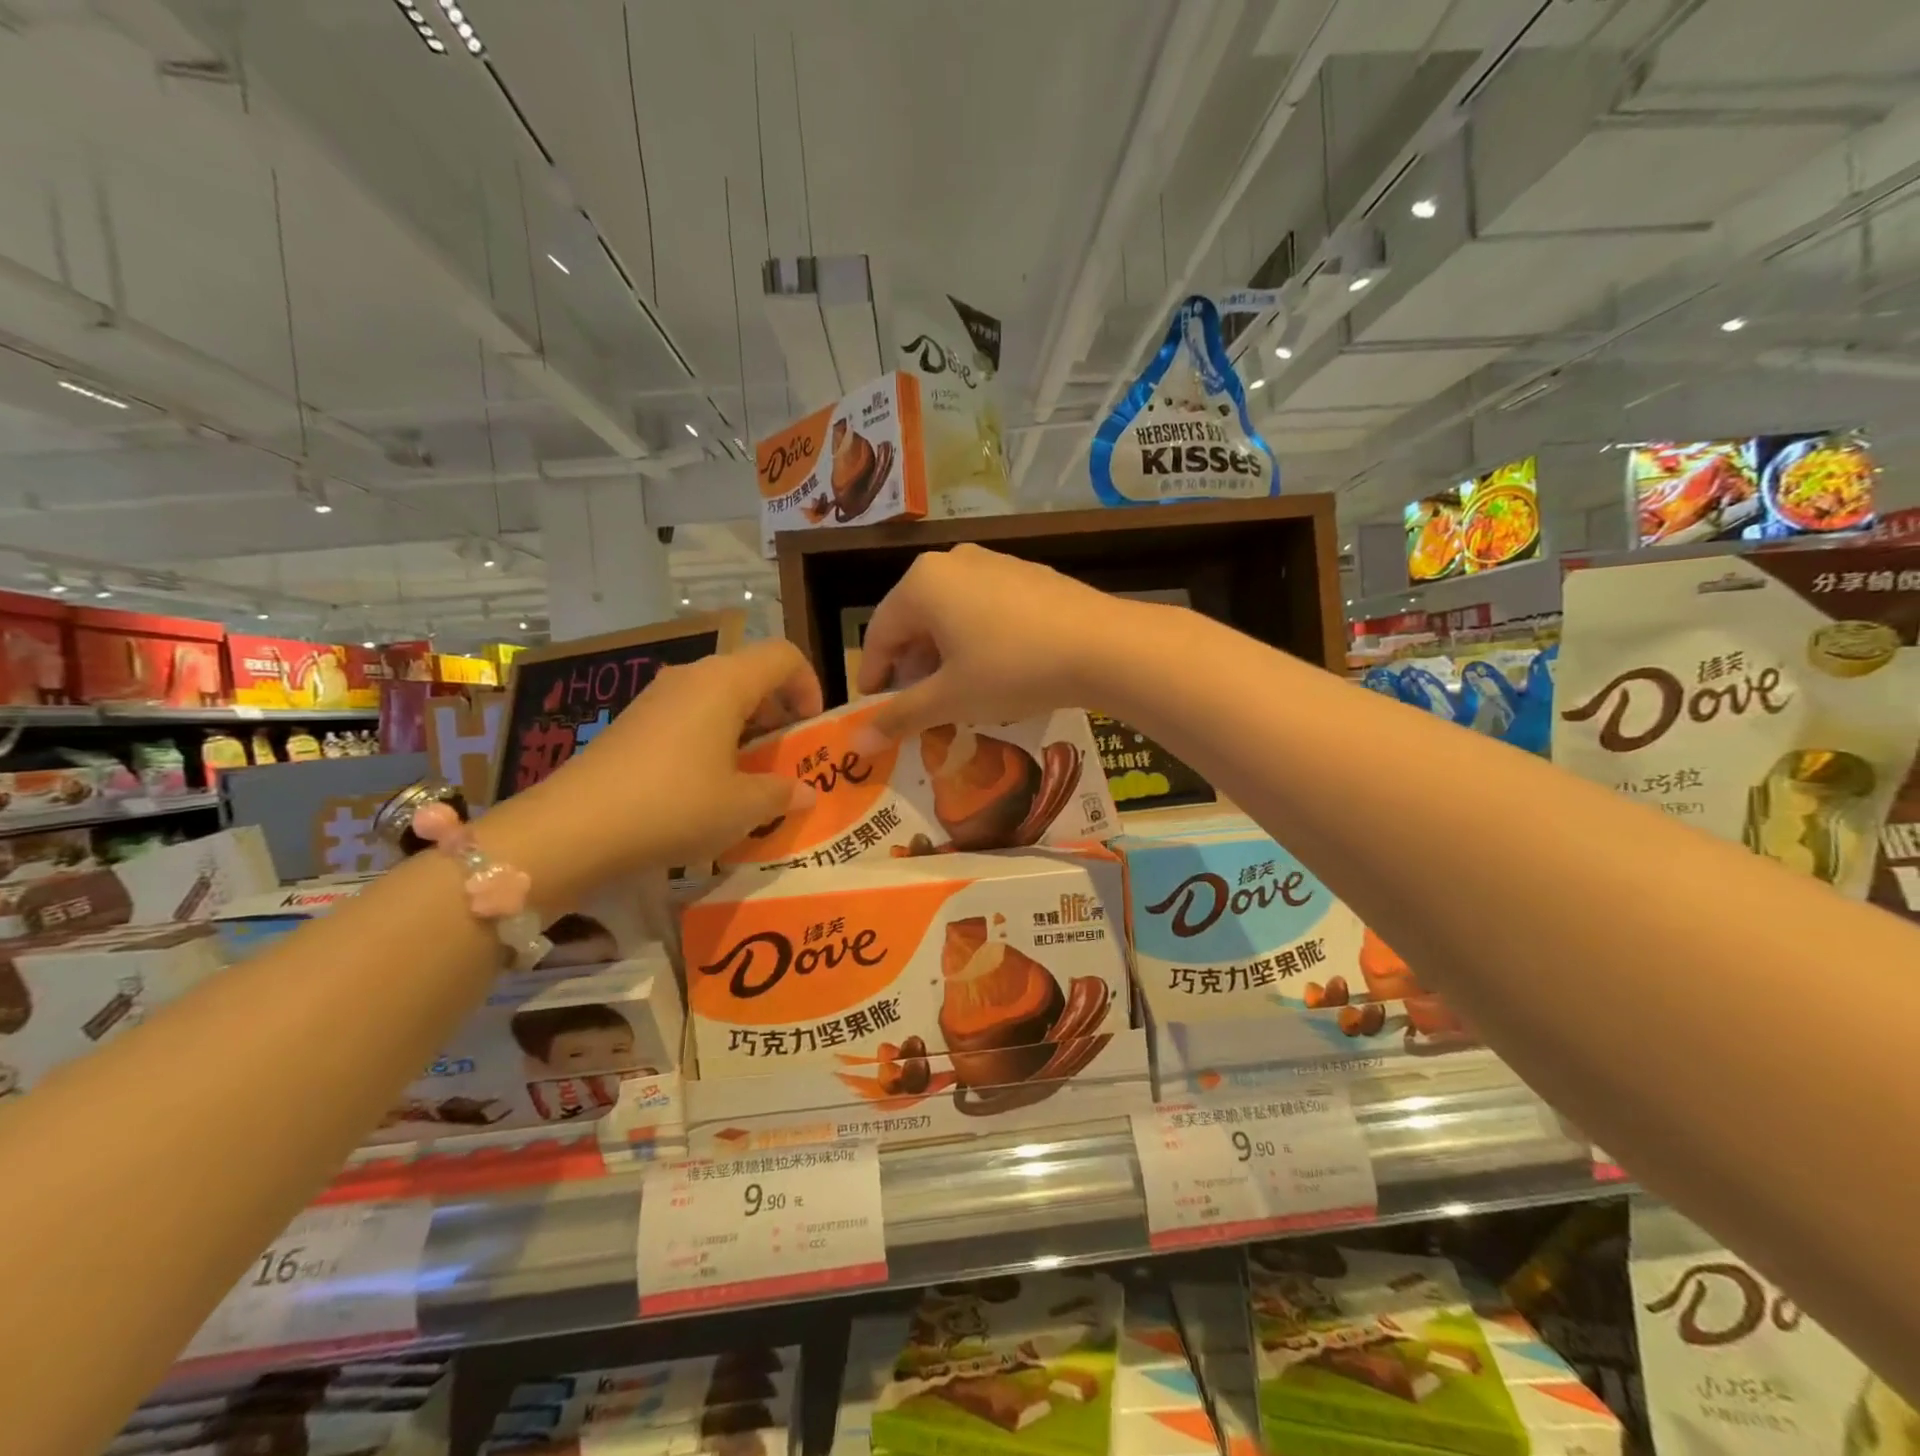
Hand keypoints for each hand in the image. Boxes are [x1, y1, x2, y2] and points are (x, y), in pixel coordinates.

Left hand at [501, 640, 822, 889]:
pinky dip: (713, 739)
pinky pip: (689, 716)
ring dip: (746, 728)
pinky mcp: (633, 723)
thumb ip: (782, 794)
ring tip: (751, 775)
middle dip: (780, 711)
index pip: (783, 655)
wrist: (572, 829)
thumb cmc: (673, 807)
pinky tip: (707, 785)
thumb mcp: (742, 808)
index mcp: (725, 682)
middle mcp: (691, 677)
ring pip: (719, 696)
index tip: (811, 729)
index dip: (809, 685)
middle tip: (787, 756)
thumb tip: (804, 792)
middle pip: (751, 674)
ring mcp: (656, 698)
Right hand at [855, 544, 1133, 736]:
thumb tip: (857, 742)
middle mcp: (952, 562)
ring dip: (943, 653)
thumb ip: (900, 716)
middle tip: (918, 705)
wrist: (1102, 646)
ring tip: (956, 690)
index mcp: (922, 583)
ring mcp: (994, 562)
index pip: (880, 633)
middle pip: (915, 619)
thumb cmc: (1012, 669)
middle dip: (912, 665)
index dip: (874, 675)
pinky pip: (984, 606)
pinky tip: (994, 667)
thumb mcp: (951, 698)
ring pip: (950, 613)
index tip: (874, 708)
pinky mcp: (1027, 573)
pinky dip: (975, 638)